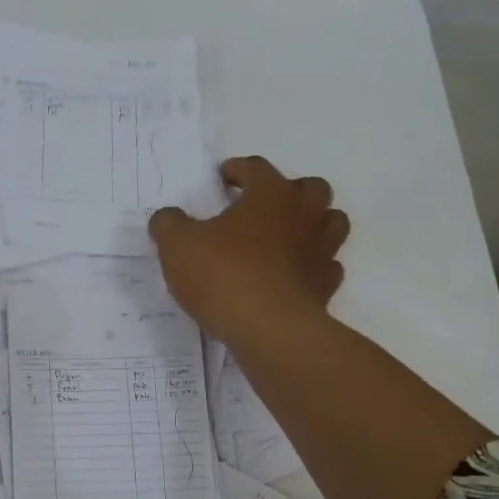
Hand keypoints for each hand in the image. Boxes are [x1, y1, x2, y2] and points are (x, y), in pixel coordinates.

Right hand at [148, 156, 348, 354]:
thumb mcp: (178, 246)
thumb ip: (169, 225)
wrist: (270, 330)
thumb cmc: (224, 276)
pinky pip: (327, 266)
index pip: (256, 168)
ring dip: (312, 224)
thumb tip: (167, 217)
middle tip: (262, 207)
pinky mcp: (326, 286)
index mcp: (270, 195)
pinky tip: (293, 276)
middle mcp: (303, 215)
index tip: (224, 177)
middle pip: (310, 188)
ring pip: (331, 223)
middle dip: (288, 191)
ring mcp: (321, 250)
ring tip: (285, 237)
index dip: (238, 169)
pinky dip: (313, 266)